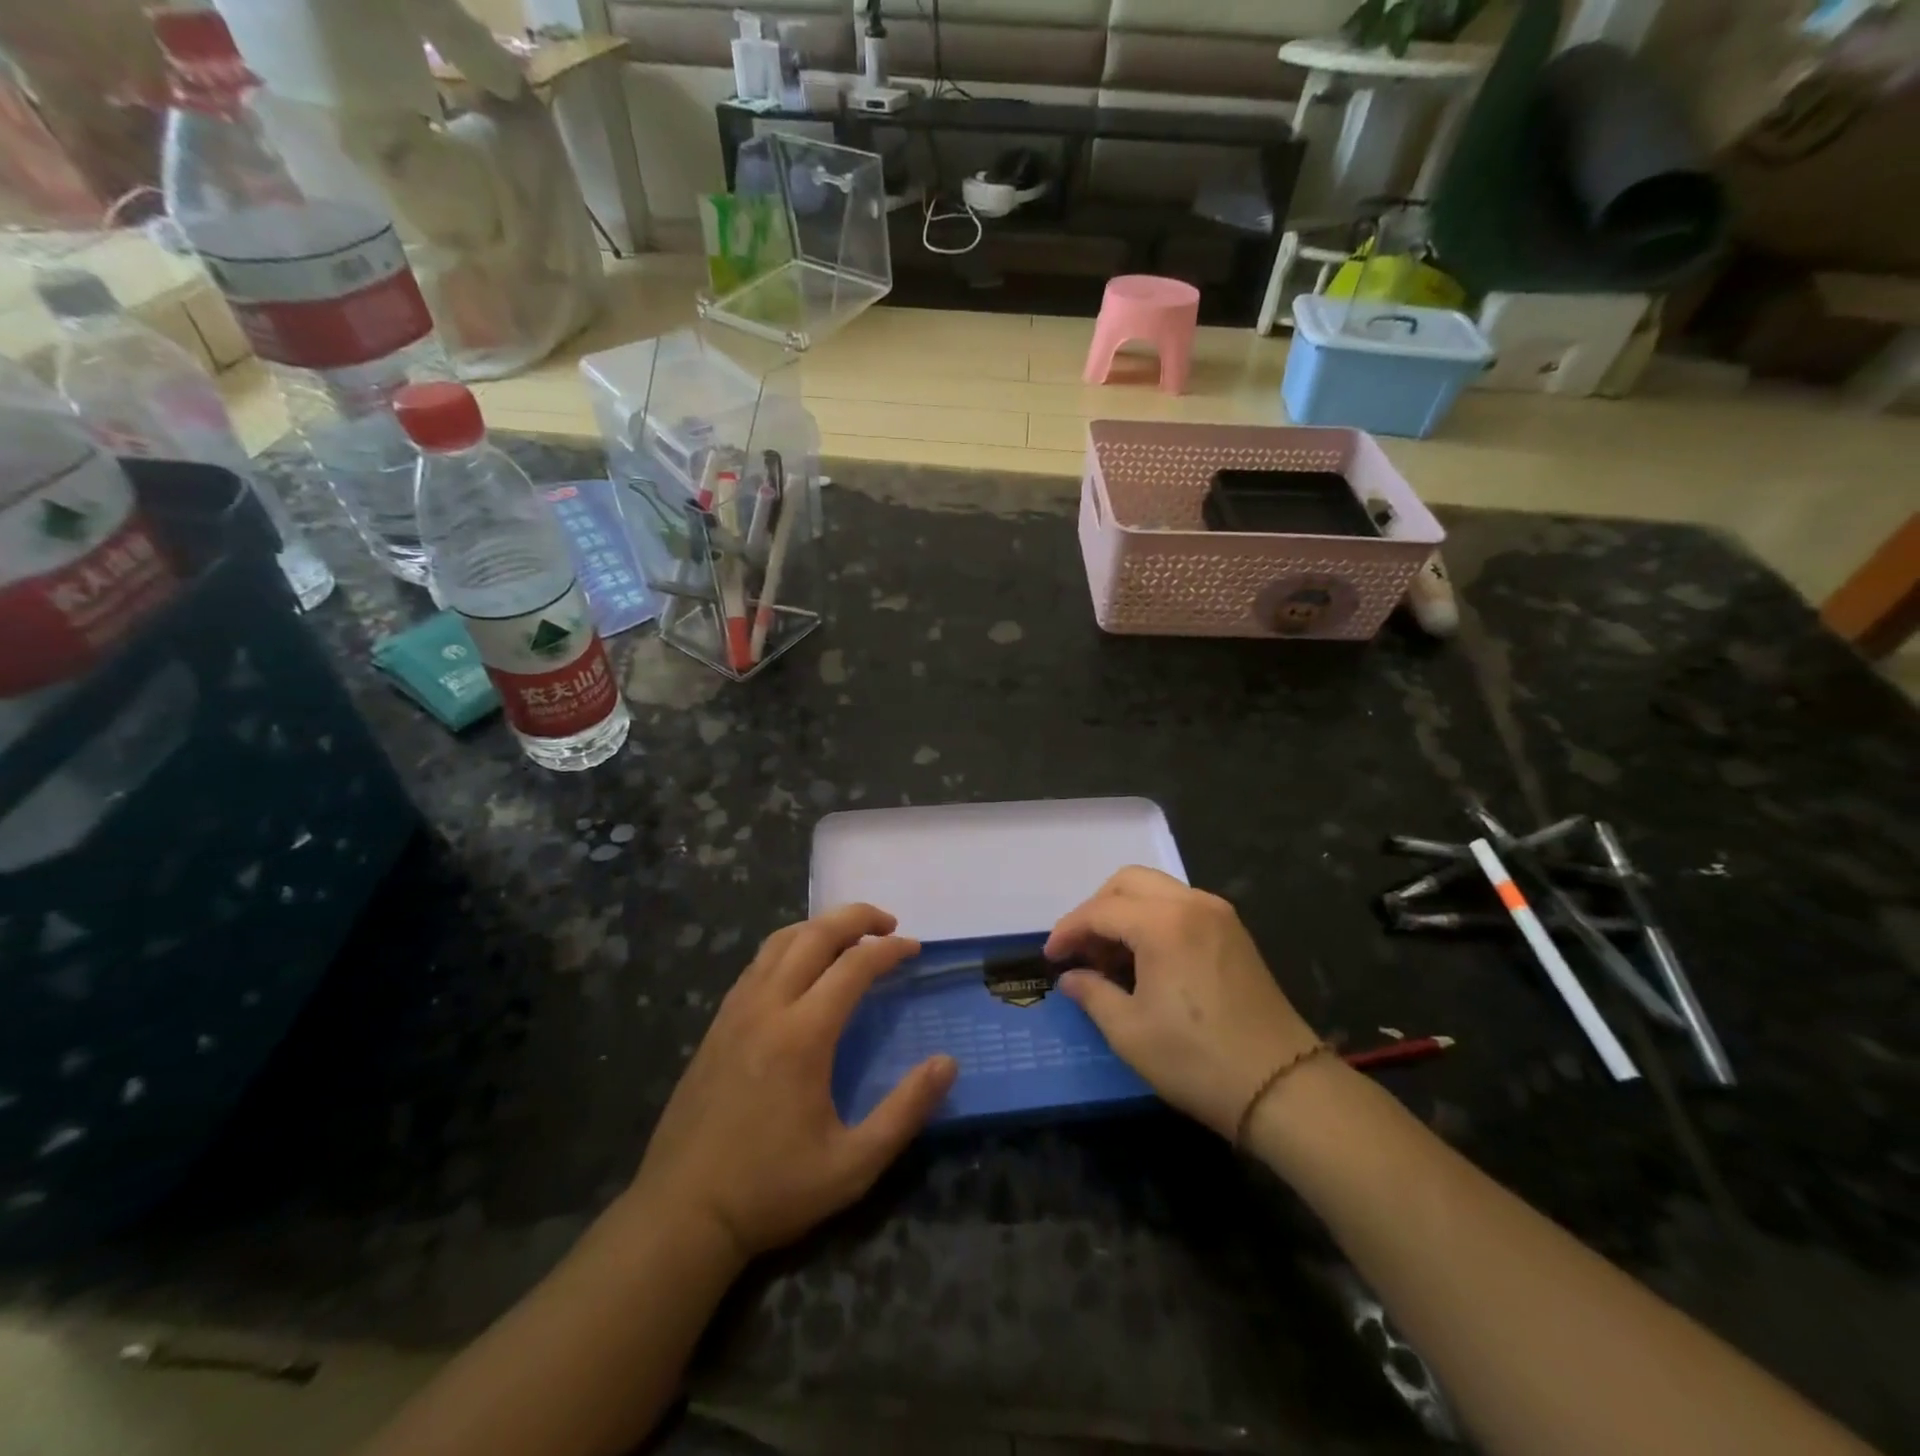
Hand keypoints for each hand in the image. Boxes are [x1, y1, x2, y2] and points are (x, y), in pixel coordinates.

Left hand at [628, 904, 957, 1262]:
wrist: (681, 1213)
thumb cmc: (772, 1189)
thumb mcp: (852, 1165)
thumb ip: (905, 1111)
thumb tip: (947, 1063)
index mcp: (802, 1035)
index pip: (853, 966)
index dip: (889, 950)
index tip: (914, 948)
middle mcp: (767, 1007)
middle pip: (814, 935)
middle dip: (855, 918)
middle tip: (888, 923)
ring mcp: (735, 1011)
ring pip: (780, 942)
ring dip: (820, 927)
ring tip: (850, 936)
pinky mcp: (717, 1024)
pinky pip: (757, 964)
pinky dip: (789, 947)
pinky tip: (802, 969)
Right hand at [1046, 867, 1320, 1138]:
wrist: (1283, 1088)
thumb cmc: (1197, 1060)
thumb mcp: (1130, 1032)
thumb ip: (1092, 994)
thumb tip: (1070, 978)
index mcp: (1163, 923)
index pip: (1100, 911)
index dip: (1069, 931)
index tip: (1050, 957)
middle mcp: (1192, 904)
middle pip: (1128, 882)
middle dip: (1096, 909)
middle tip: (1081, 949)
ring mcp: (1219, 915)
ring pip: (1156, 889)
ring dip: (1125, 911)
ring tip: (1110, 957)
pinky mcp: (1234, 932)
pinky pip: (1181, 906)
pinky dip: (1154, 919)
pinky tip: (1145, 958)